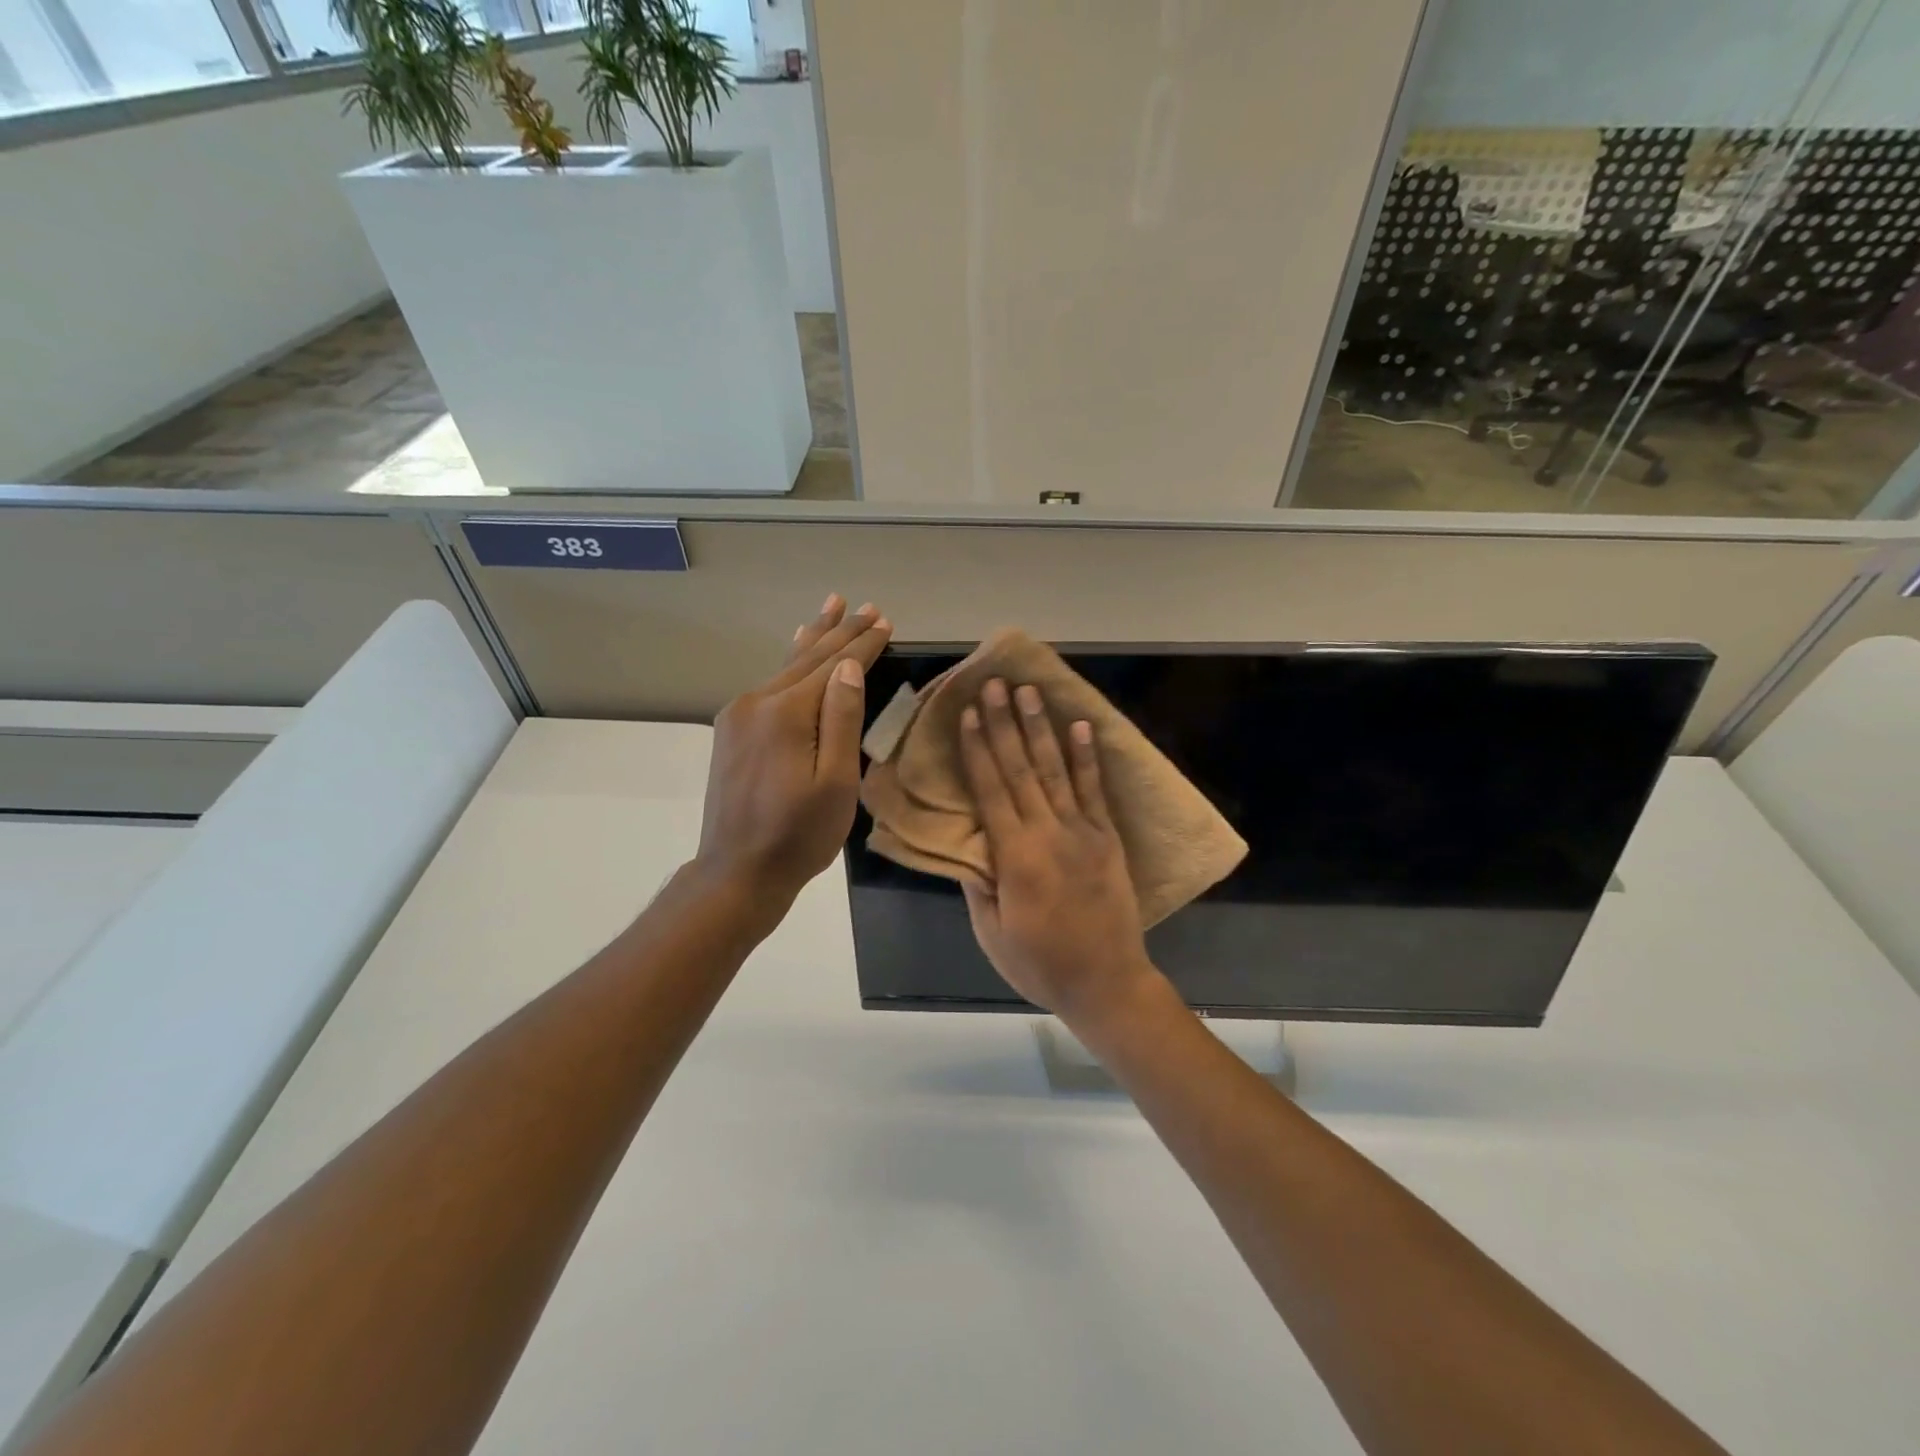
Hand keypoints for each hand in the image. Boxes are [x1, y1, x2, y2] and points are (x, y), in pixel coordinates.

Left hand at [695, 595, 891, 906]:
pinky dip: (791, 662)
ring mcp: (739, 714)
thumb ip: (842, 720)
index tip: (885, 621)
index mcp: (787, 713)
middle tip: (866, 606)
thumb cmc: (798, 835)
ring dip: (814, 638)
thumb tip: (849, 667)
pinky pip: (770, 684)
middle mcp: (757, 702)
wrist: (737, 872)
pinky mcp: (732, 730)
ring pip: (786, 667)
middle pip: (808, 658)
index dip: (862, 644)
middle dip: (840, 631)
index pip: (833, 666)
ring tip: (832, 606)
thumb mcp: (835, 783)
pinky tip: (796, 646)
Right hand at [957, 679, 1160, 1025]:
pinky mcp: (1107, 838)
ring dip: (1042, 728)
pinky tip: (1081, 727)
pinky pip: (1095, 790)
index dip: (978, 748)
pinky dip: (1088, 757)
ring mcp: (1083, 832)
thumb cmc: (1040, 964)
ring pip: (1056, 770)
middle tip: (996, 684)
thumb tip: (965, 844)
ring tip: (1031, 692)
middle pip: (1021, 768)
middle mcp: (1048, 833)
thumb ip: (978, 884)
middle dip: (1005, 723)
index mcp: (1015, 856)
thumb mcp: (992, 932)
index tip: (969, 712)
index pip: (990, 790)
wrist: (1107, 983)